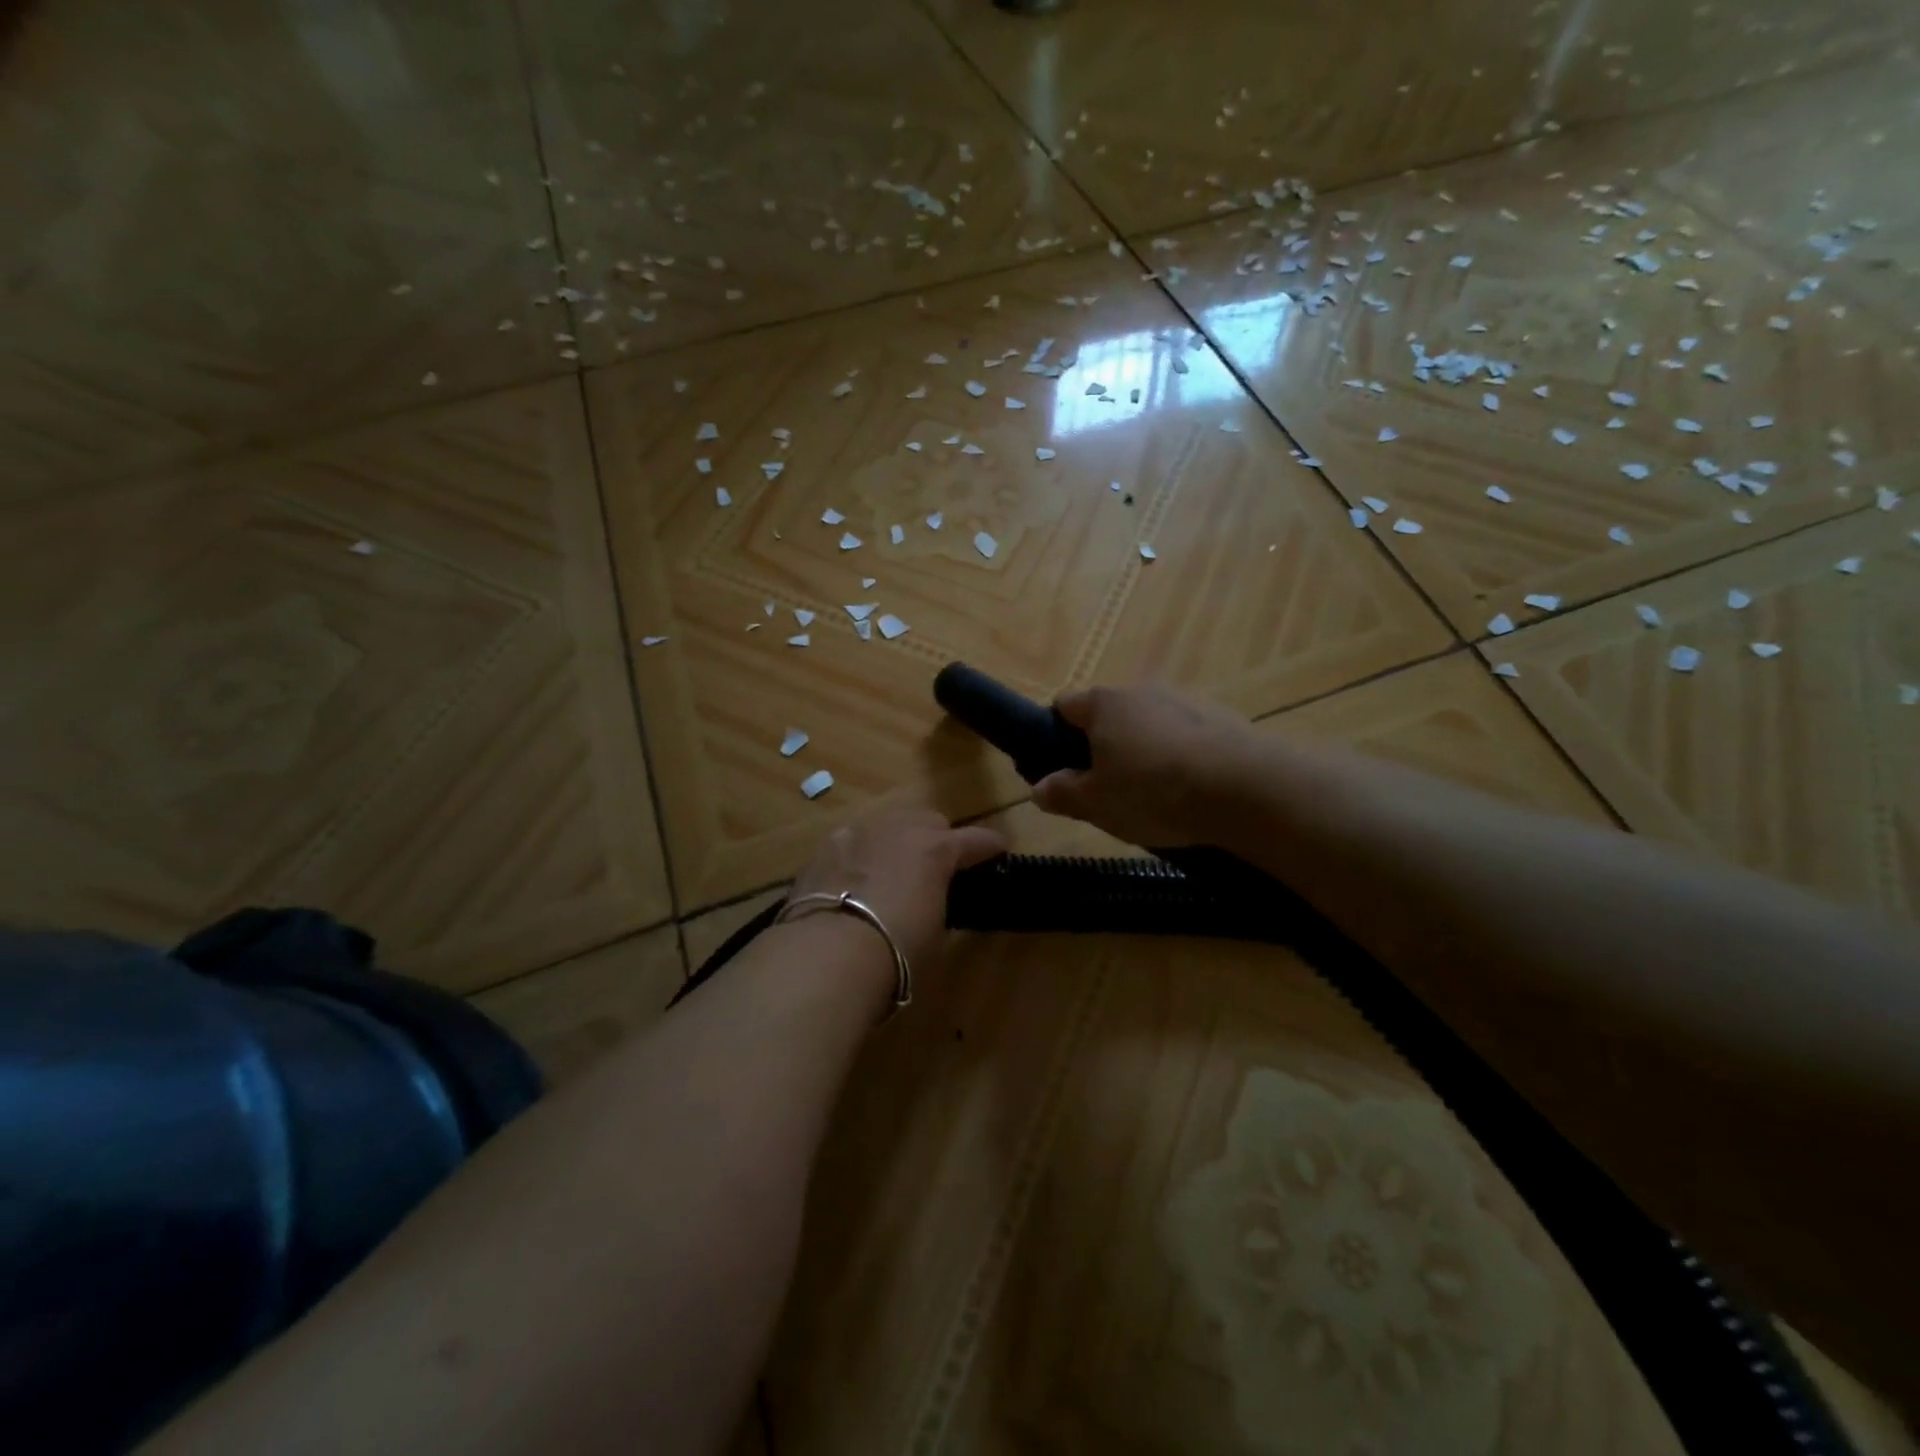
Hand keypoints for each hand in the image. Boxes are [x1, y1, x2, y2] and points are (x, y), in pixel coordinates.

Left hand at [787, 807, 1006, 976]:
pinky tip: (854, 876)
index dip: (990, 845)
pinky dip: (861, 854)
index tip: (999, 849)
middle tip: (937, 865)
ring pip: (889, 823)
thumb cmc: (897, 949)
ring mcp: (860, 832)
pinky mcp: (826, 846)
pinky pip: (853, 840)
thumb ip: (937, 900)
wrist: (830, 952)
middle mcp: (900, 829)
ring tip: (893, 867)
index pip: (975, 840)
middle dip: (939, 838)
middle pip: (930, 820)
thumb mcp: (934, 929)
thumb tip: (929, 899)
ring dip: (898, 840)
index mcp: (937, 849)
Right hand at [1032, 685, 1261, 847]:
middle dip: (1103, 746)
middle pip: (1110, 714)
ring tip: (1155, 796)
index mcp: (1103, 704)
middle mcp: (1141, 690)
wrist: (1245, 788)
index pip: (1064, 705)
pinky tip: (1191, 791)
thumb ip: (1062, 793)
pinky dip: (1181, 756)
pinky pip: (1186, 736)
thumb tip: (1039, 788)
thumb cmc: (1153, 791)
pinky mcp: (1222, 718)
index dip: (1055, 733)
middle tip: (1108, 789)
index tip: (1063, 767)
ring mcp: (1185, 700)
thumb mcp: (1096, 803)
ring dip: (1144, 751)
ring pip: (1150, 725)